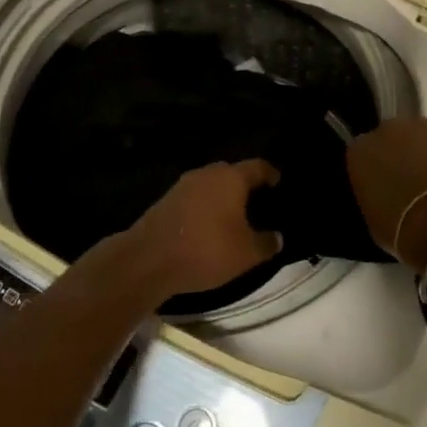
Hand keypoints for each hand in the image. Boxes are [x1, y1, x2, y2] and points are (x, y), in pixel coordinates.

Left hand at [126, 159, 283, 298]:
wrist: (149, 259)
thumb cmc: (206, 250)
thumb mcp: (246, 254)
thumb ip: (265, 243)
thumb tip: (277, 237)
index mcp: (231, 178)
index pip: (257, 167)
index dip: (269, 173)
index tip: (277, 180)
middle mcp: (207, 174)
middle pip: (230, 172)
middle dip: (243, 183)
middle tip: (255, 199)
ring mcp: (183, 185)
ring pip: (209, 184)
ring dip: (220, 196)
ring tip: (231, 214)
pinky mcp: (165, 201)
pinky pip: (193, 198)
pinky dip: (203, 206)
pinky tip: (207, 224)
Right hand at [346, 118, 426, 267]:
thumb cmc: (399, 229)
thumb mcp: (372, 214)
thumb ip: (375, 191)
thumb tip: (387, 190)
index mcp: (360, 151)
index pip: (364, 152)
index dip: (378, 167)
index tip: (386, 183)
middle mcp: (387, 130)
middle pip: (393, 136)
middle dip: (402, 153)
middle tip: (414, 180)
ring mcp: (422, 127)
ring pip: (424, 136)